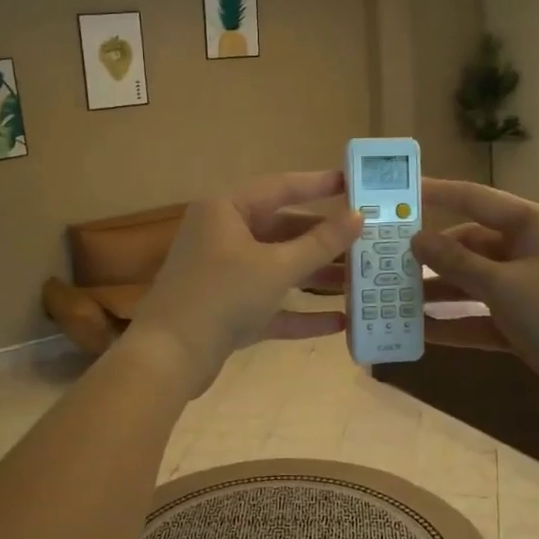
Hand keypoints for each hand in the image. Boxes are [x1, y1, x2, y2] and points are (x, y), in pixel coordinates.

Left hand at [126, 171, 361, 397]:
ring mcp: (224, 274)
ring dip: (316, 277)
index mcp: (226, 209)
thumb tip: (359, 217)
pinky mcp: (228, 310)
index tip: (355, 183)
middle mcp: (223, 235)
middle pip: (283, 230)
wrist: (170, 355)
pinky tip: (338, 322)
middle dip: (324, 241)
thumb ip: (320, 243)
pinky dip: (300, 311)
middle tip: (367, 241)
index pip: (280, 187)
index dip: (319, 184)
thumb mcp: (276, 267)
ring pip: (279, 268)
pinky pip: (271, 303)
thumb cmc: (222, 295)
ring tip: (360, 282)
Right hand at [408, 179, 538, 416]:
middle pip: (467, 245)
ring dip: (436, 292)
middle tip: (383, 260)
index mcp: (530, 225)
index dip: (435, 193)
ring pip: (471, 283)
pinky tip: (418, 332)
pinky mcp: (524, 323)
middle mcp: (526, 251)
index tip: (397, 192)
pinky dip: (454, 323)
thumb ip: (456, 262)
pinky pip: (479, 317)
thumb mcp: (504, 285)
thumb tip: (417, 239)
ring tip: (390, 298)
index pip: (474, 199)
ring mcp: (526, 289)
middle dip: (428, 255)